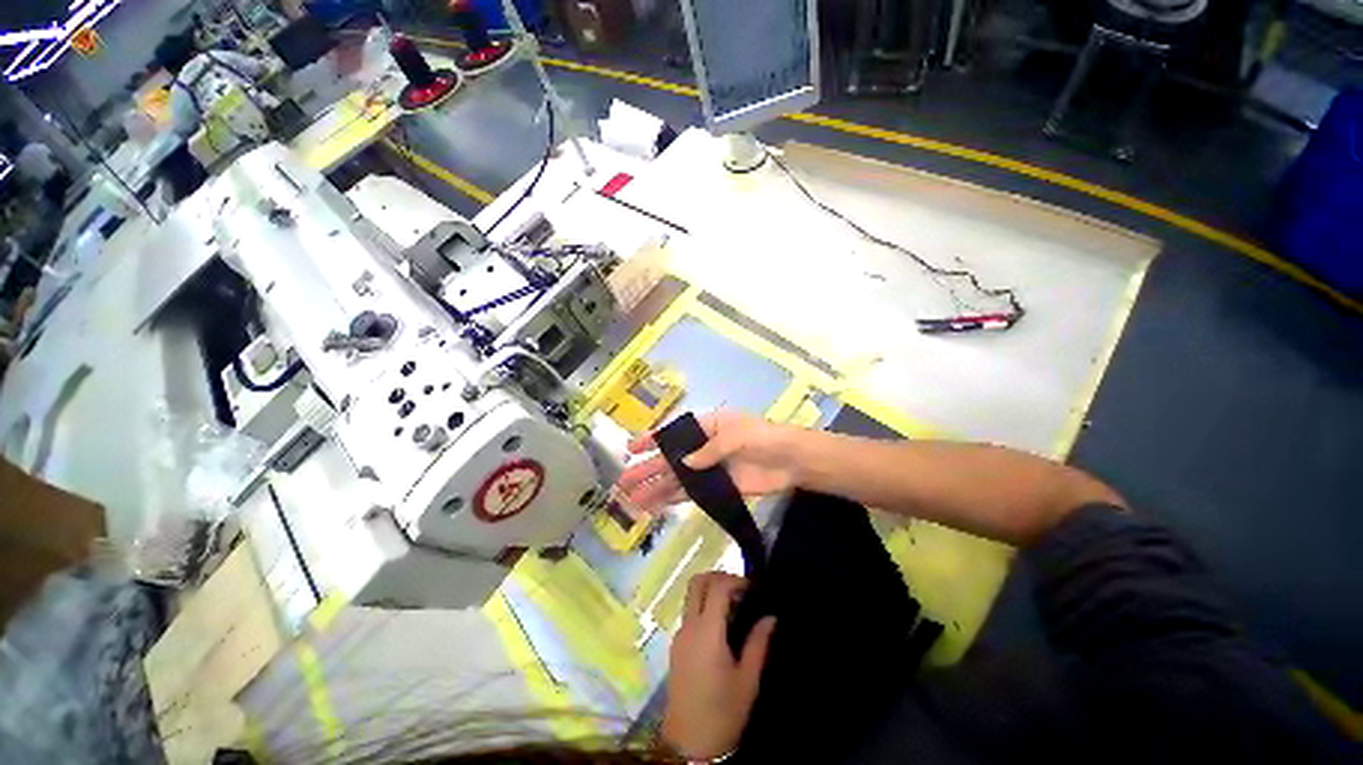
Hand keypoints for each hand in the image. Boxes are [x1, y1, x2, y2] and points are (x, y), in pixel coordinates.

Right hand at [616, 411, 797, 513]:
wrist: (791, 461)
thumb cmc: (764, 438)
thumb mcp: (738, 435)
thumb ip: (711, 450)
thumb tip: (684, 464)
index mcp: (705, 428)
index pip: (673, 433)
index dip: (651, 440)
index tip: (630, 449)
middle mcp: (702, 448)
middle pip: (669, 460)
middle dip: (646, 470)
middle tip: (623, 483)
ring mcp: (708, 470)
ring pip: (676, 480)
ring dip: (655, 489)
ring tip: (632, 501)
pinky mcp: (717, 489)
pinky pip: (691, 494)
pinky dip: (673, 500)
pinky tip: (656, 507)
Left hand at [662, 572, 776, 760]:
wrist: (688, 745)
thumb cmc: (723, 714)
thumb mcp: (748, 680)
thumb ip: (759, 643)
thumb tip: (771, 617)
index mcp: (707, 632)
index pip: (717, 587)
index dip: (736, 580)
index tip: (753, 588)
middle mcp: (689, 626)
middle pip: (697, 582)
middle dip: (719, 577)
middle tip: (740, 590)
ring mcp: (679, 634)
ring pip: (691, 595)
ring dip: (711, 590)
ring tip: (734, 607)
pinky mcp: (676, 644)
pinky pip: (689, 612)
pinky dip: (704, 605)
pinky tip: (721, 625)